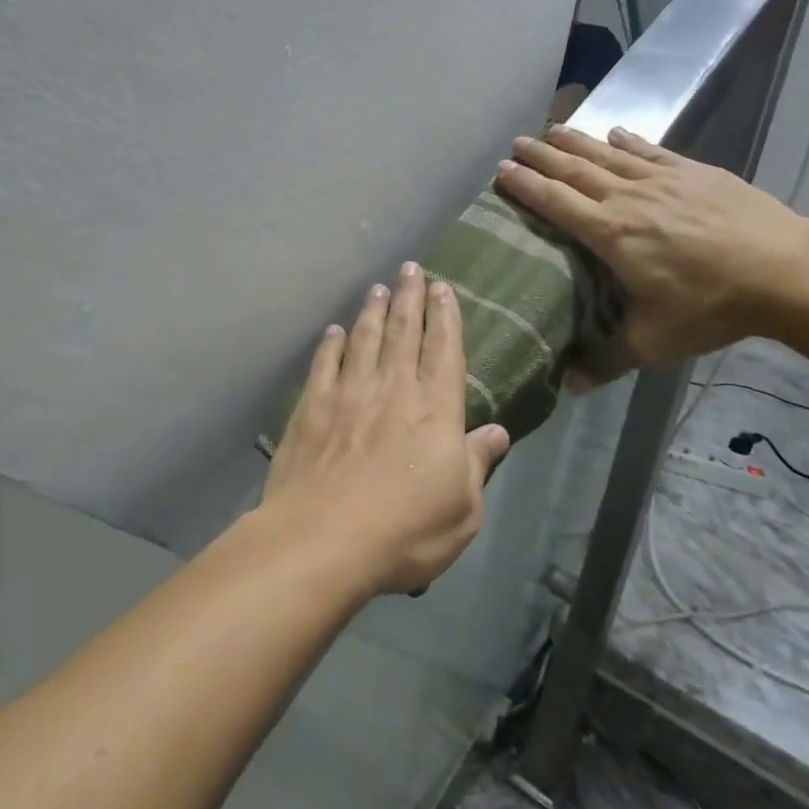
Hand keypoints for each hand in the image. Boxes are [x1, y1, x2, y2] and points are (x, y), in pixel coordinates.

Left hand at [261, 263, 510, 595]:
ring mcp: (348, 394)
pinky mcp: (310, 408)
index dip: (445, 315)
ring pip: (363, 339)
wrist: (323, 539)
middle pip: (403, 331)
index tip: (442, 287)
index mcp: (435, 409)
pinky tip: (333, 332)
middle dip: (409, 297)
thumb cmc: (405, 531)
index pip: (444, 349)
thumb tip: (497, 432)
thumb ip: (477, 464)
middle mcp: (393, 388)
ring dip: (372, 311)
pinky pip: (324, 364)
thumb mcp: (463, 509)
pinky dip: (331, 345)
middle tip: (410, 268)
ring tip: (377, 288)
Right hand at [494, 126, 808, 380]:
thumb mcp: (654, 343)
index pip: (556, 203)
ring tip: (551, 130)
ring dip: (576, 141)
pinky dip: (627, 140)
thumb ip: (606, 361)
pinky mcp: (694, 172)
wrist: (785, 271)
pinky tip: (615, 133)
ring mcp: (663, 180)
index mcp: (611, 235)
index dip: (526, 187)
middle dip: (543, 157)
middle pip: (575, 171)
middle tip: (517, 144)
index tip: (501, 172)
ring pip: (607, 154)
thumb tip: (568, 386)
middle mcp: (629, 198)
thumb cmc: (711, 306)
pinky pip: (650, 151)